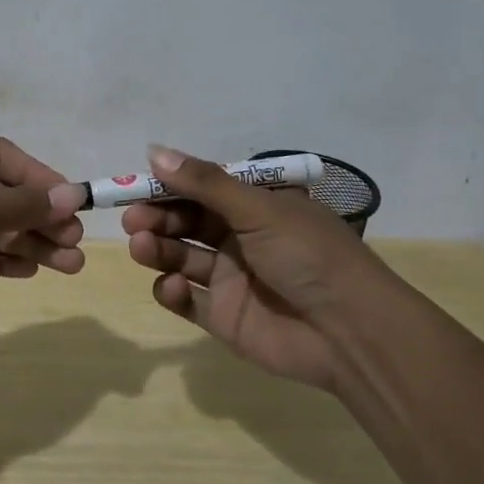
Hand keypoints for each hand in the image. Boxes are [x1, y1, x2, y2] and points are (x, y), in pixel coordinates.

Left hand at [0, 133, 86, 341]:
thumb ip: (23, 205)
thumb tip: (72, 195)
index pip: (0, 154)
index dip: (38, 175)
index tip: (69, 200)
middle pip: (2, 194)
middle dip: (40, 216)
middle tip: (75, 239)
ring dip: (30, 243)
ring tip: (70, 264)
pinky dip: (4, 259)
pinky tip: (33, 269)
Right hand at [120, 144, 406, 387]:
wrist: (350, 332)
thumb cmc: (308, 255)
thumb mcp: (258, 208)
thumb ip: (203, 183)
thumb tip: (153, 151)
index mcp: (256, 206)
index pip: (202, 189)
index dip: (168, 186)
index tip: (133, 186)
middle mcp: (241, 238)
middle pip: (186, 222)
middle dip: (157, 218)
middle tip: (133, 220)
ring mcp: (232, 279)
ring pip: (181, 258)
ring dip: (159, 249)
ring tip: (143, 247)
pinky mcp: (224, 317)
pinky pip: (187, 300)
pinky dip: (172, 292)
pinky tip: (172, 287)